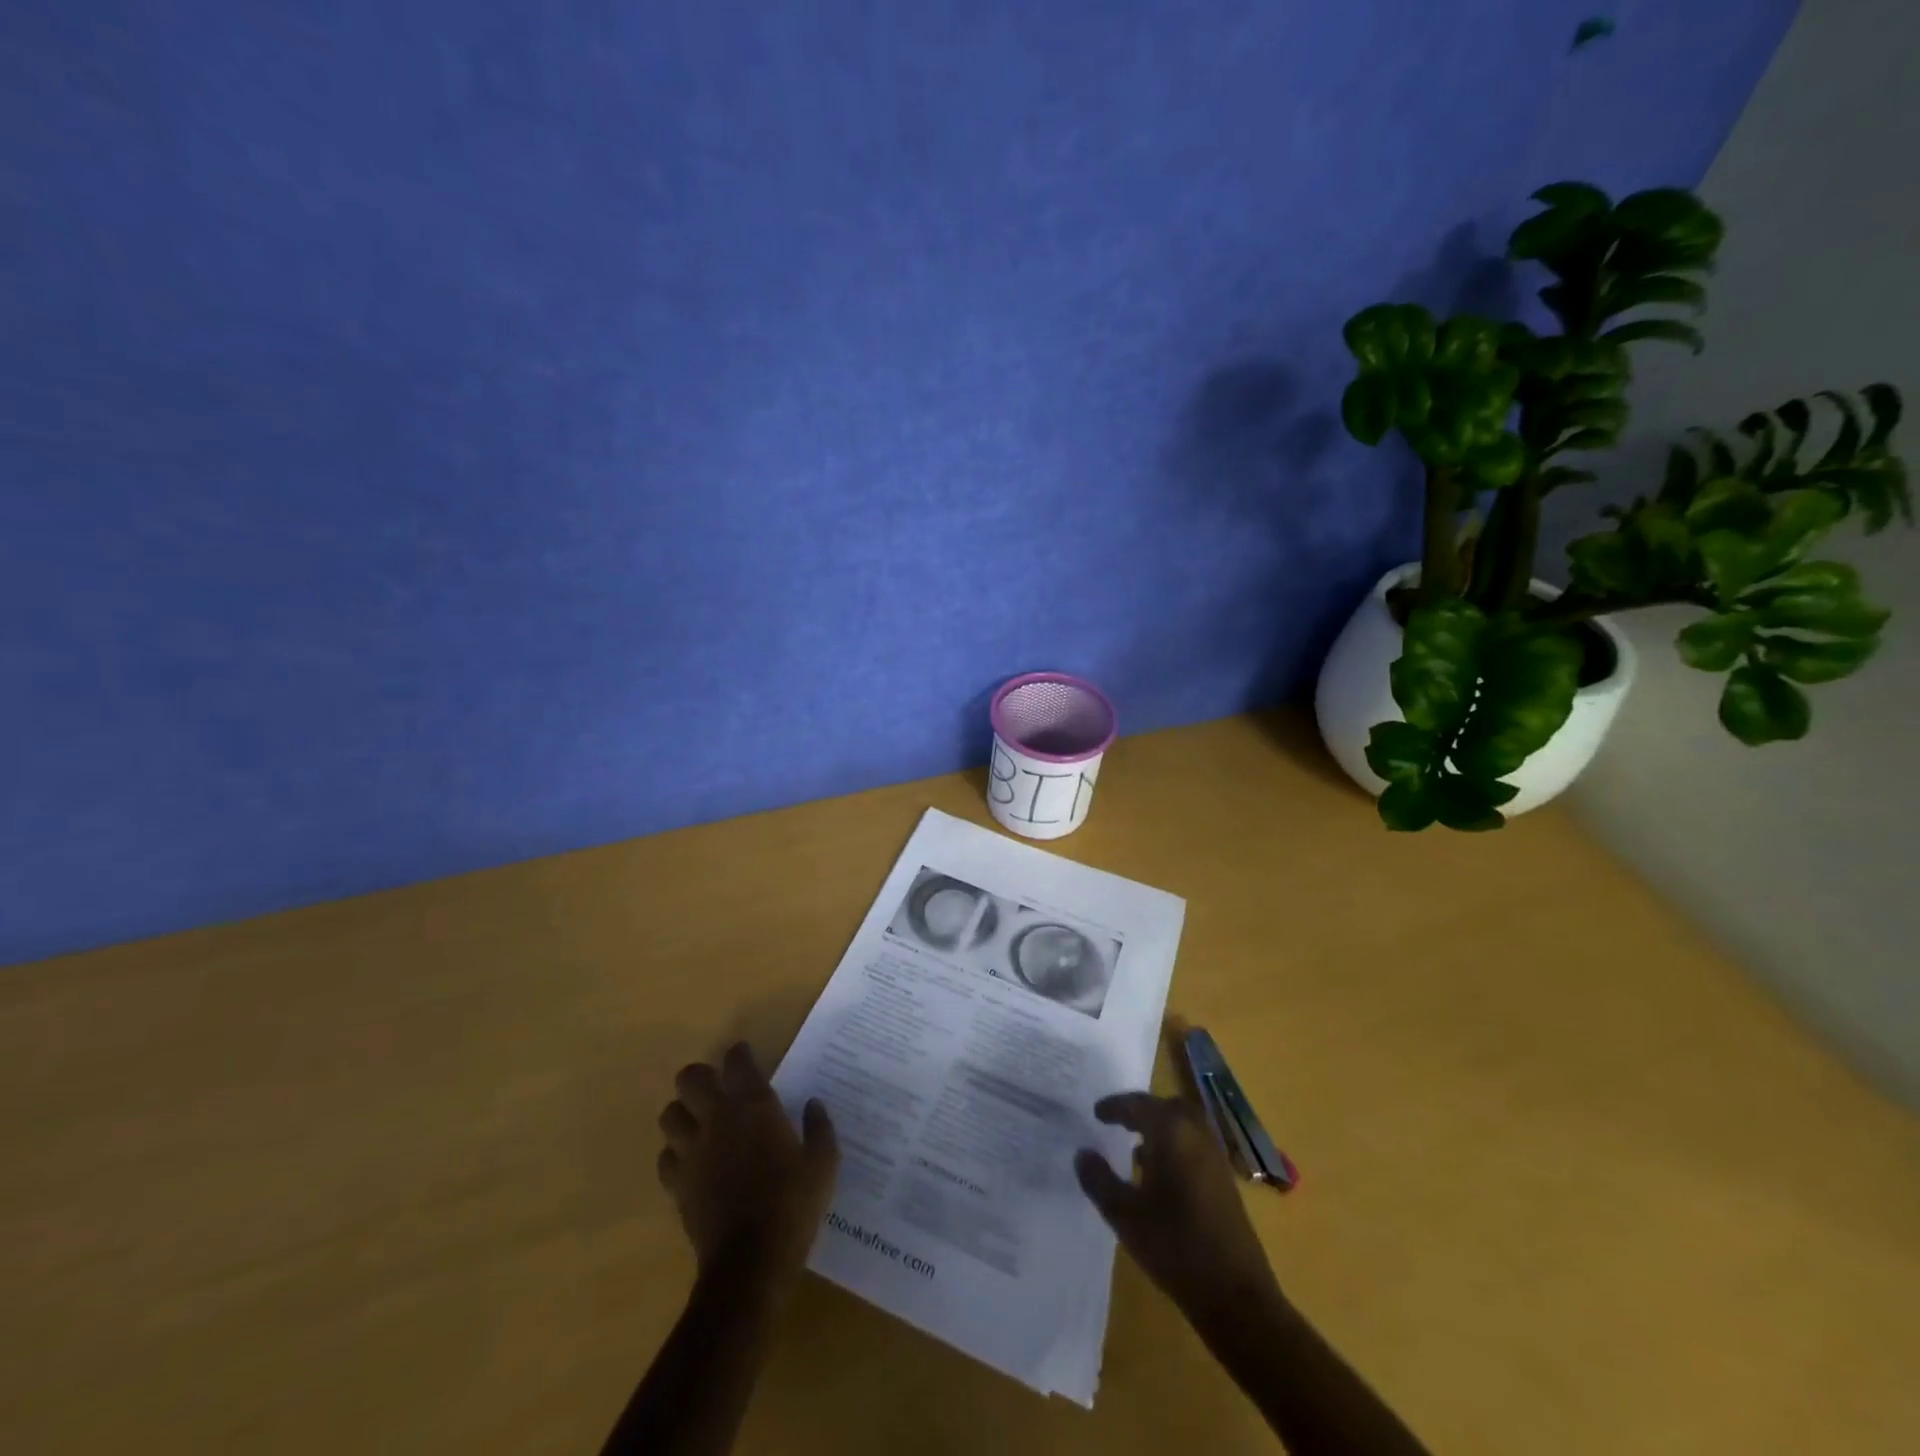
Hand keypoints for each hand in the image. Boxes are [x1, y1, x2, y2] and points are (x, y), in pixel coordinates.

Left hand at [658, 1044, 838, 1284]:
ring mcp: (692, 1152)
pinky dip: (675, 1153)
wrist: (750, 1262)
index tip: (745, 1056)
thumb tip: (813, 1105)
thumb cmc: (792, 1205)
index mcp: (754, 1107)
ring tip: (699, 1121)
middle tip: (717, 1086)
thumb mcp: (823, 1164)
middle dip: (700, 1077)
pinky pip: (665, 1157)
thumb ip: (819, 1128)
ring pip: (669, 1114)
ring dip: (683, 1112)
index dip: (739, 1054)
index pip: (737, 1062)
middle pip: (690, 1079)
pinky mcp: (677, 1185)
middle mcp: (717, 1120)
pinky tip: (691, 1161)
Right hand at [1074, 1092, 1281, 1331]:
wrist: (1236, 1296)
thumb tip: (1082, 1153)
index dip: (1115, 1106)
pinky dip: (1175, 1147)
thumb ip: (1099, 1180)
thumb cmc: (1175, 1247)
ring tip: (1134, 1148)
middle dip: (1142, 1110)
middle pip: (1167, 1107)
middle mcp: (1197, 1135)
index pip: (1139, 1104)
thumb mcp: (1125, 1215)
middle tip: (1118, 1121)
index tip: (1097, 1113)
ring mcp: (1215, 1158)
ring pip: (1184, 1126)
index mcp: (1172, 1133)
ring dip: (1160, 1129)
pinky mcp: (1225, 1182)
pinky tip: (1159, 1176)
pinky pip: (1195, 1146)